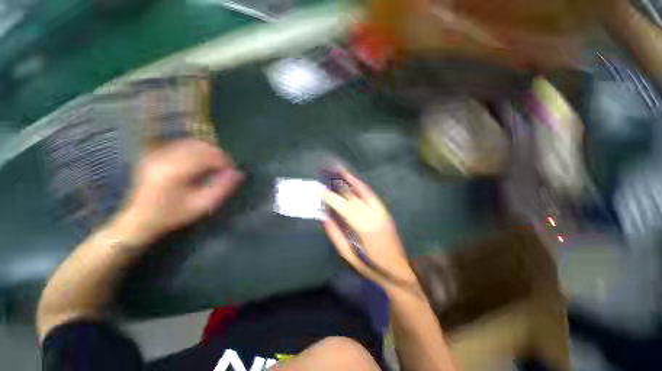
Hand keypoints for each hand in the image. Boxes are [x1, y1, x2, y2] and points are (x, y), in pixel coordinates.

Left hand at [115, 139, 243, 244]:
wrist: (139, 218)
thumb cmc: (172, 214)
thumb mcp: (201, 206)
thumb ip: (222, 188)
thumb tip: (238, 173)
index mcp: (175, 170)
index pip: (207, 155)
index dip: (224, 161)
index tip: (232, 170)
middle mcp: (165, 157)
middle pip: (199, 145)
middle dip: (218, 154)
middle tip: (226, 167)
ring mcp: (158, 153)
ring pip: (191, 142)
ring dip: (208, 151)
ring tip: (215, 164)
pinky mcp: (155, 153)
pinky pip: (182, 144)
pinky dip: (196, 150)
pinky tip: (200, 161)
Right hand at [322, 169, 416, 291]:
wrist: (398, 272)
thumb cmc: (372, 268)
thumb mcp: (350, 258)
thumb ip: (336, 236)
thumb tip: (325, 217)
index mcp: (366, 230)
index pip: (346, 208)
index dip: (333, 198)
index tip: (321, 192)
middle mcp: (375, 217)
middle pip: (355, 197)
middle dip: (340, 186)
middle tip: (328, 176)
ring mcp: (382, 213)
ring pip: (366, 192)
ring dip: (353, 180)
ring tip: (341, 170)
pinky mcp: (385, 213)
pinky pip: (372, 195)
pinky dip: (362, 186)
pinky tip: (355, 181)